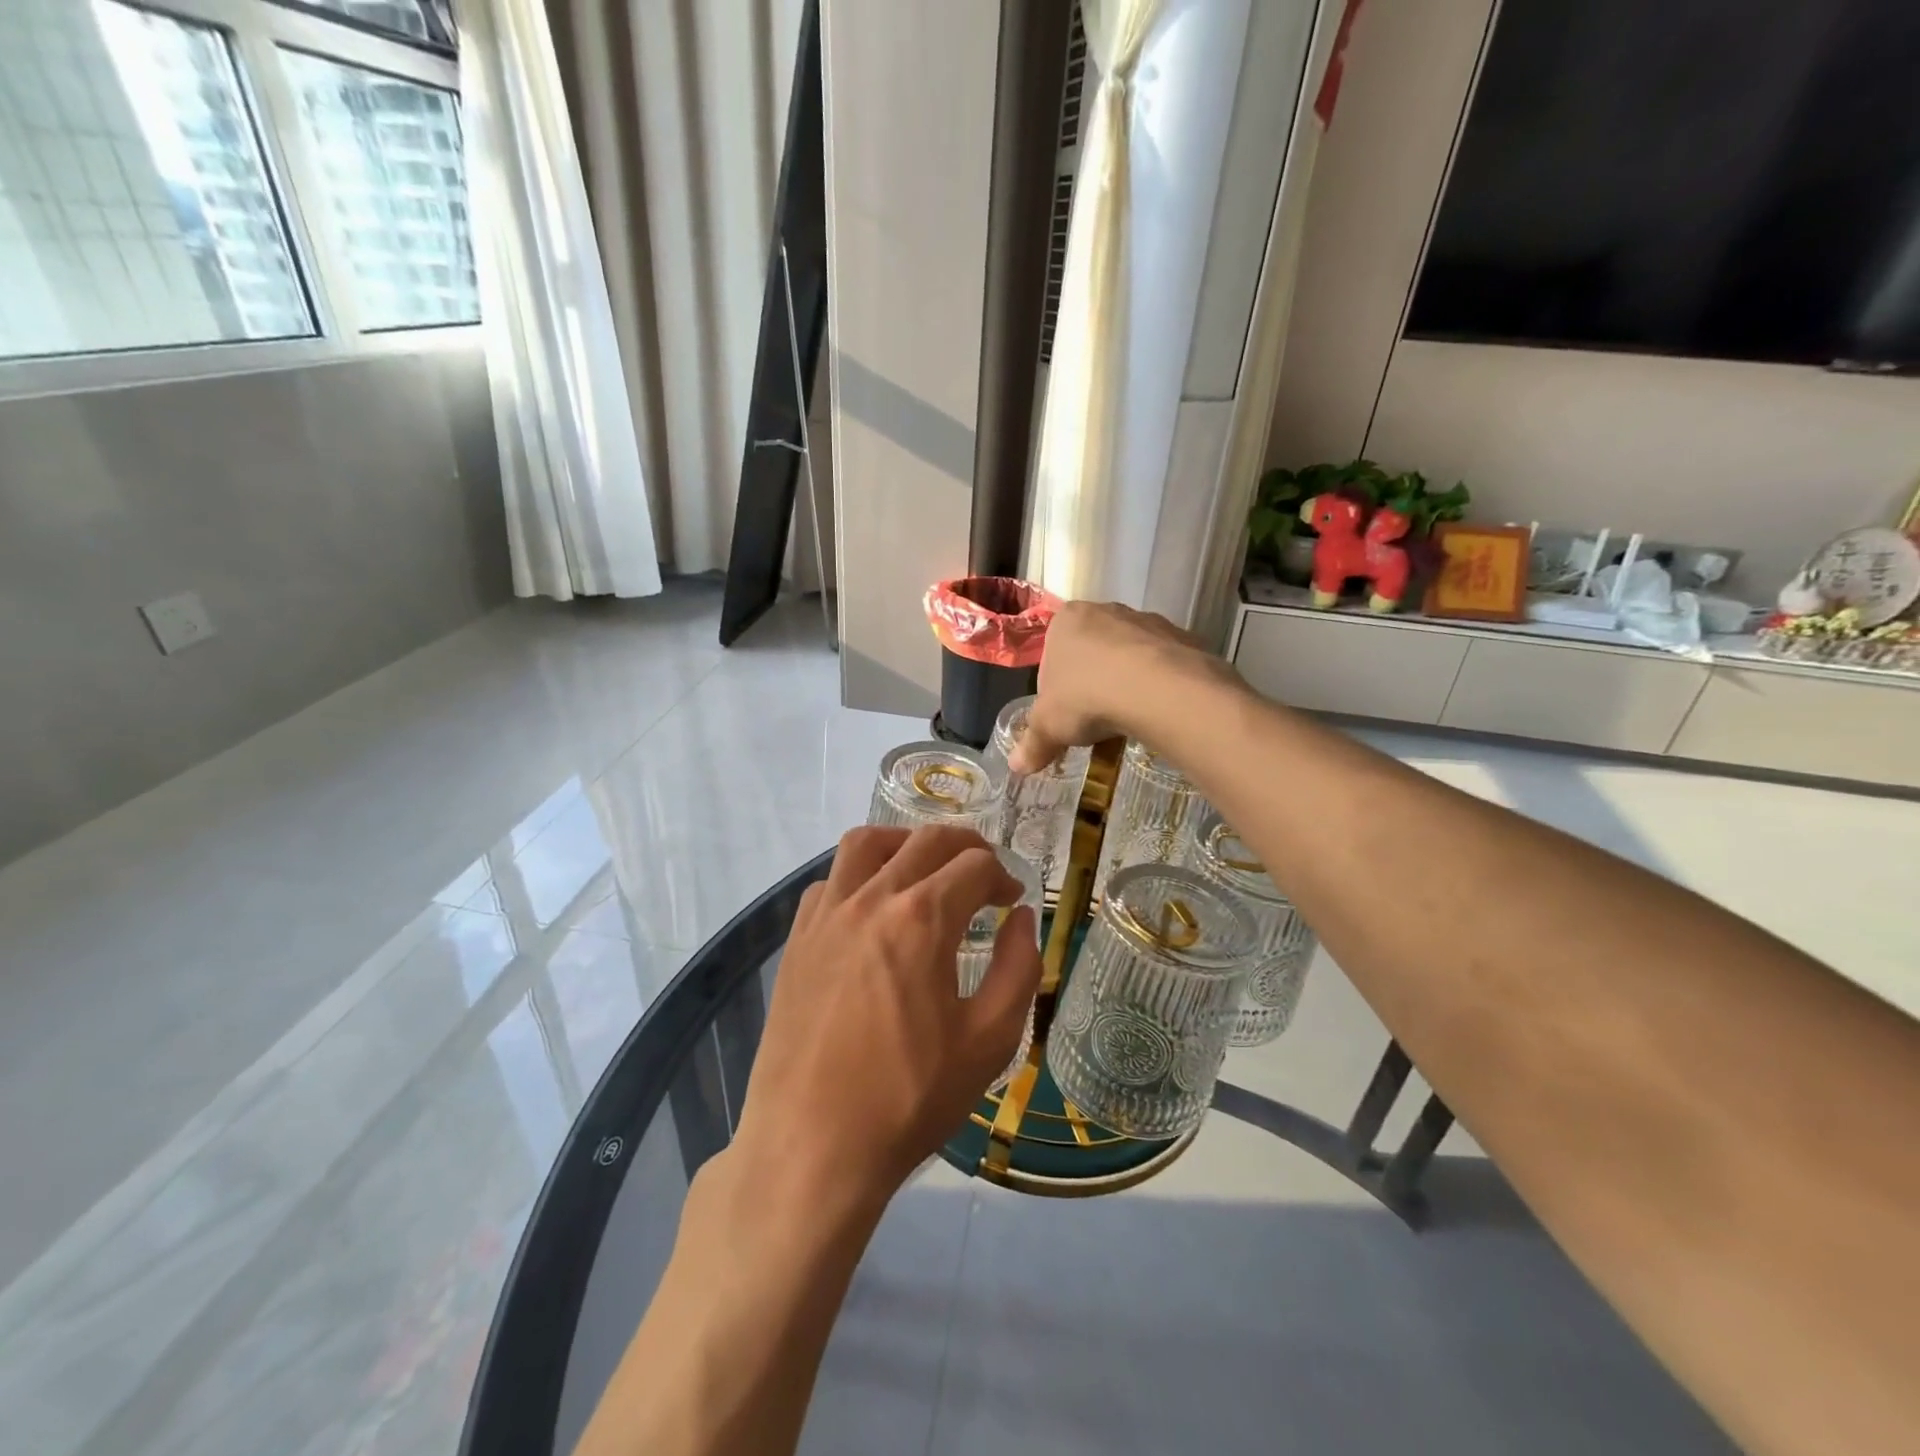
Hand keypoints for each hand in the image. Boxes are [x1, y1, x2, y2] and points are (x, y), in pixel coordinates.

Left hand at [731, 826, 1042, 1206]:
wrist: (811, 1147)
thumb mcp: (989, 1041)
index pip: (975, 866)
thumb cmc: (909, 1098)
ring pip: (866, 843)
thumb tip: (1022, 918)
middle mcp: (871, 899)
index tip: (1012, 902)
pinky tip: (872, 909)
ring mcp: (826, 915)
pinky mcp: (797, 938)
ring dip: (905, 843)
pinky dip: (859, 876)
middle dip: (966, 846)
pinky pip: (830, 880)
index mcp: (922, 919)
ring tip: (925, 870)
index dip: (1003, 877)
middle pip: (926, 840)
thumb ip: (1018, 968)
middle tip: (984, 874)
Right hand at [1010, 601, 1227, 773]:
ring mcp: (1148, 621)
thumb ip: (1032, 744)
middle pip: (1091, 652)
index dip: (1055, 689)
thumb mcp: (1049, 727)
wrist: (1158, 690)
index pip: (1052, 654)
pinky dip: (1157, 685)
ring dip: (1125, 683)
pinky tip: (1155, 711)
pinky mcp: (1182, 638)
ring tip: (1127, 719)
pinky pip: (1162, 665)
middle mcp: (1106, 611)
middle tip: (1093, 718)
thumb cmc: (1086, 697)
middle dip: (1091, 683)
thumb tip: (1016, 766)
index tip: (1064, 715)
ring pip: (1129, 657)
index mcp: (1066, 620)